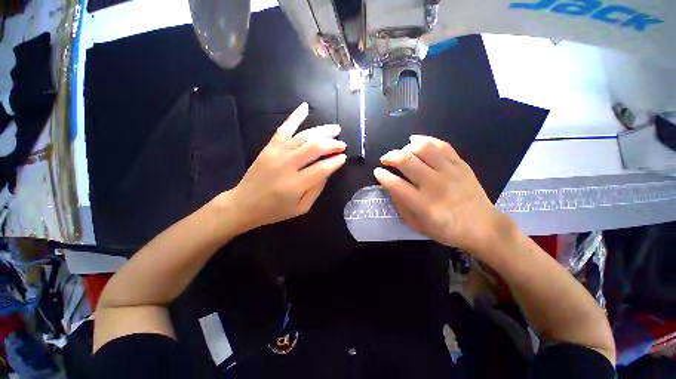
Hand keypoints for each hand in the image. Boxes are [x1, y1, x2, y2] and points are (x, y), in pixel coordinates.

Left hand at [228, 102, 346, 230]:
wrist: (244, 204)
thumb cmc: (275, 210)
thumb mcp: (301, 208)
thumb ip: (316, 189)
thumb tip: (328, 171)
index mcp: (297, 184)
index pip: (322, 168)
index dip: (336, 161)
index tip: (343, 157)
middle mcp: (288, 165)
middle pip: (315, 148)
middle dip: (332, 144)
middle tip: (342, 144)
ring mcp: (277, 153)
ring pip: (304, 136)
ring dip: (322, 131)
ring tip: (335, 130)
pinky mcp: (269, 147)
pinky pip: (284, 128)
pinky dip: (295, 117)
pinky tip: (305, 107)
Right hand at [374, 135, 503, 253]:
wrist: (482, 227)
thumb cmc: (446, 230)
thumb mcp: (417, 225)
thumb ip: (401, 206)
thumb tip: (389, 186)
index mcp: (423, 204)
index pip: (395, 184)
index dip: (382, 175)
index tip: (377, 172)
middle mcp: (435, 185)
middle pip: (406, 160)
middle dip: (390, 157)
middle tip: (385, 159)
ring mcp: (450, 172)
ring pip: (423, 148)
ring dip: (406, 147)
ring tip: (402, 152)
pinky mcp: (461, 164)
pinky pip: (441, 145)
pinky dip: (425, 139)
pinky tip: (416, 141)